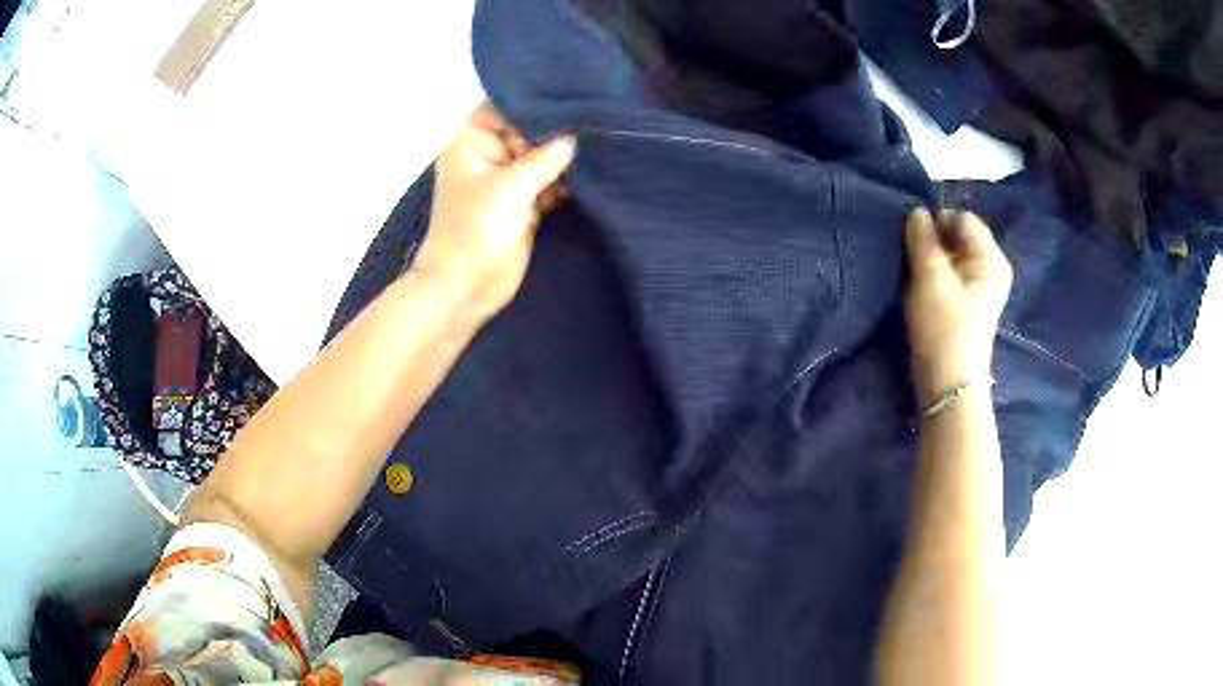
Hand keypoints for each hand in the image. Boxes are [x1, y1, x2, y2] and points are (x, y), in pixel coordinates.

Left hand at [412, 102, 576, 323]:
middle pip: (527, 131)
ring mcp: (508, 181)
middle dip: (558, 129)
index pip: (504, 106)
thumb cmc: (475, 231)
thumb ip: (544, 159)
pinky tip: (594, 174)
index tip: (572, 94)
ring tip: (604, 142)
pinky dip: (566, 182)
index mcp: (472, 143)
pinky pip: (549, 183)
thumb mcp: (509, 187)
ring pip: (541, 158)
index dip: (534, 101)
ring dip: (566, 158)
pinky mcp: (524, 204)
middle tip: (598, 118)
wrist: (467, 287)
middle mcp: (490, 156)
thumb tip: (575, 137)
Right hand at [904, 209, 1012, 404]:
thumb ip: (922, 239)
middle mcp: (989, 266)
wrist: (946, 384)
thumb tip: (917, 212)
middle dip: (933, 241)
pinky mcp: (965, 299)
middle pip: (957, 234)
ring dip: (930, 258)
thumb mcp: (931, 279)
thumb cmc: (943, 329)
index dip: (939, 224)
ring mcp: (978, 284)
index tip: (918, 244)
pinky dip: (932, 273)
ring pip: (949, 253)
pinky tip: (921, 288)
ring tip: (916, 277)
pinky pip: (948, 270)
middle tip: (915, 262)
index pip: (963, 218)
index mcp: (991, 259)